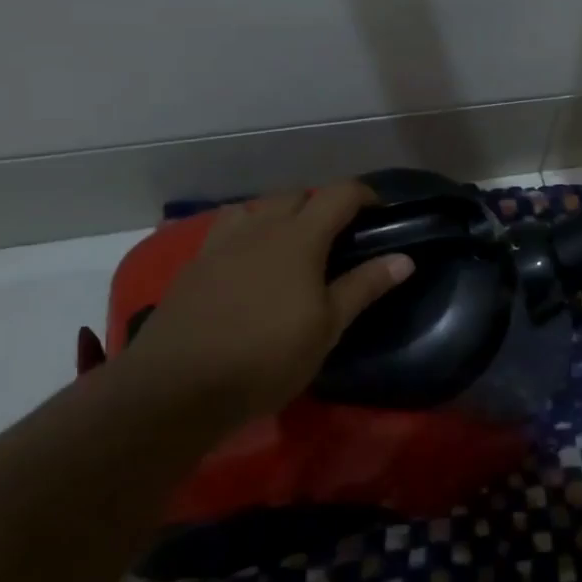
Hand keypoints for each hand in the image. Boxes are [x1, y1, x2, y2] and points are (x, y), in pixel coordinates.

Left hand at [119, 183, 412, 421]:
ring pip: (257, 209)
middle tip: (335, 238)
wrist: (177, 386)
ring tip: (288, 247)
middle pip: (295, 195)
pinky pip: (227, 230)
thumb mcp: (326, 328)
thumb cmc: (266, 357)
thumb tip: (404, 258)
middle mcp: (260, 227)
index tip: (379, 212)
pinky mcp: (194, 264)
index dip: (363, 194)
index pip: (339, 194)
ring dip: (278, 216)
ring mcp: (221, 243)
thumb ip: (364, 287)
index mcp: (299, 237)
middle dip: (320, 205)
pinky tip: (247, 266)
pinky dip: (246, 235)